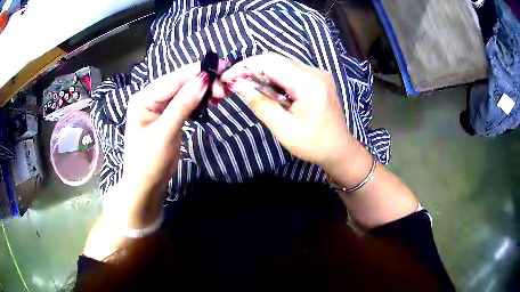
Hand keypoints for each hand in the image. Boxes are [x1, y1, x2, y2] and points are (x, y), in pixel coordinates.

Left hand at [122, 62, 225, 198]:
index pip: (172, 79)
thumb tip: (203, 80)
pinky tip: (211, 101)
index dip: (196, 72)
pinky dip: (199, 102)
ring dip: (203, 91)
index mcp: (144, 98)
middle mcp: (151, 97)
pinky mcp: (170, 116)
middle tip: (224, 87)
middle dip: (202, 82)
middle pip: (180, 83)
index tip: (220, 66)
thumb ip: (182, 105)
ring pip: (185, 92)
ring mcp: (161, 107)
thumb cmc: (148, 161)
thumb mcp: (164, 133)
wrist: (146, 185)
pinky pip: (186, 103)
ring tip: (221, 93)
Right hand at [221, 53, 353, 169]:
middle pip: (276, 60)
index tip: (226, 78)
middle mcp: (315, 71)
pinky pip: (291, 72)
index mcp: (309, 82)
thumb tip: (237, 85)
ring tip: (247, 87)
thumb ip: (260, 103)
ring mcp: (318, 74)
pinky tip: (267, 90)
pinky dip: (275, 78)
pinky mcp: (317, 79)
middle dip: (251, 69)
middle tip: (234, 83)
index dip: (245, 67)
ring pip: (282, 64)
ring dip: (262, 73)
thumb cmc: (313, 144)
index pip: (270, 63)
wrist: (340, 150)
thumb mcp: (284, 128)